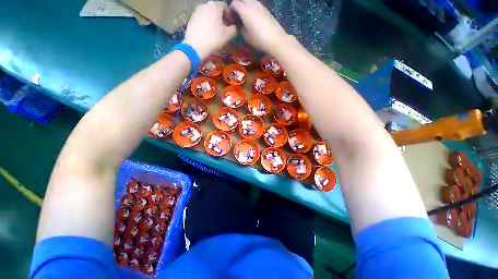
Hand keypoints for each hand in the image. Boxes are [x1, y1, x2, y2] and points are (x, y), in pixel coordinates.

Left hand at [184, 1, 236, 59]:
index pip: (225, 6)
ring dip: (213, 21)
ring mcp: (197, 11)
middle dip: (221, 17)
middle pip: (215, 9)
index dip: (229, 15)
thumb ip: (234, 29)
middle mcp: (205, 5)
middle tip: (224, 28)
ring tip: (215, 32)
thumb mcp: (228, 35)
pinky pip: (201, 19)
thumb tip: (235, 27)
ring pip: (208, 14)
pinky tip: (207, 34)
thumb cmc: (214, 39)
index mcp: (215, 6)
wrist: (195, 46)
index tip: (231, 24)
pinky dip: (206, 24)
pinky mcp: (191, 19)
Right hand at [230, 0, 287, 53]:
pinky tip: (253, 19)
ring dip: (245, 6)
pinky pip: (256, 5)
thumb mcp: (246, 37)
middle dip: (237, 5)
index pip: (234, 4)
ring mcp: (260, 5)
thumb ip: (240, 28)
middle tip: (237, 16)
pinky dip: (252, 9)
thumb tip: (239, 25)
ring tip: (245, 18)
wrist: (275, 39)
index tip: (231, 19)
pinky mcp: (266, 9)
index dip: (230, 10)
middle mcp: (252, 4)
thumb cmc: (259, 39)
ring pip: (249, 1)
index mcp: (245, 10)